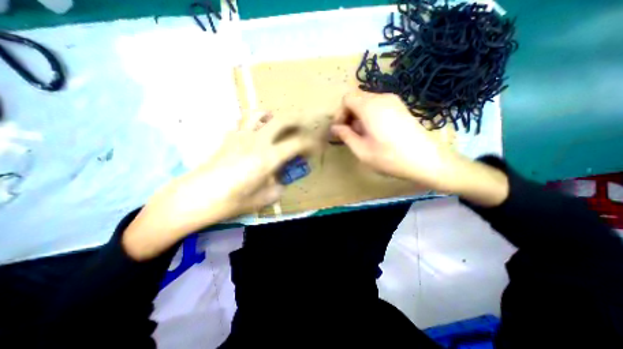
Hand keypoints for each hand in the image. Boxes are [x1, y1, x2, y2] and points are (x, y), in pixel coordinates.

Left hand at [123, 111, 317, 257]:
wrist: (194, 197)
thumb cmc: (231, 201)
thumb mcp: (262, 199)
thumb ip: (278, 188)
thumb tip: (281, 181)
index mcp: (269, 157)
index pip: (297, 143)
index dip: (310, 144)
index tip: (314, 149)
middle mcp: (258, 141)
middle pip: (282, 120)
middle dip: (297, 122)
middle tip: (302, 129)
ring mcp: (241, 136)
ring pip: (261, 114)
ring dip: (273, 117)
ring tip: (277, 126)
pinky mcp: (228, 137)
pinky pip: (244, 122)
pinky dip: (255, 123)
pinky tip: (255, 134)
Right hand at [333, 90, 507, 207]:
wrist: (427, 160)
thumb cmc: (390, 158)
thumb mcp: (362, 151)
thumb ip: (346, 136)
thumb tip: (335, 128)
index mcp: (370, 107)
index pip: (347, 99)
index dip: (340, 113)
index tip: (341, 130)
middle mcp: (382, 98)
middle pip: (357, 98)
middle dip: (349, 115)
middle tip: (349, 134)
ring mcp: (394, 101)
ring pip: (367, 102)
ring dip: (359, 116)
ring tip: (362, 135)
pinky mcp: (401, 107)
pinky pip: (378, 105)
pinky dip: (370, 115)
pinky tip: (375, 132)